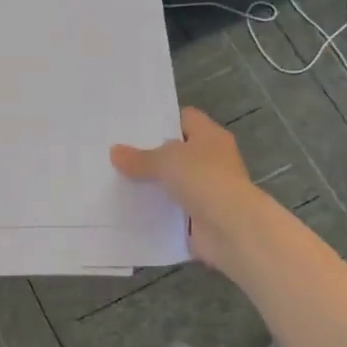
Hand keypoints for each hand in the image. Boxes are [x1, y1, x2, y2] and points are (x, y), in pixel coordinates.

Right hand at [112, 108, 264, 272]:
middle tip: (118, 154)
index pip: (186, 118)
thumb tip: (115, 152)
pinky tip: (131, 209)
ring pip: (174, 182)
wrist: (231, 228)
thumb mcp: (166, 161)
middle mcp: (213, 160)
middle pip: (178, 152)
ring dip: (154, 185)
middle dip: (151, 154)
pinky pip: (173, 209)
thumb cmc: (204, 179)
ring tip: (117, 180)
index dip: (162, 120)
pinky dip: (158, 211)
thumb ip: (140, 158)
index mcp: (210, 136)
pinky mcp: (201, 217)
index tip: (133, 127)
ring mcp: (208, 190)